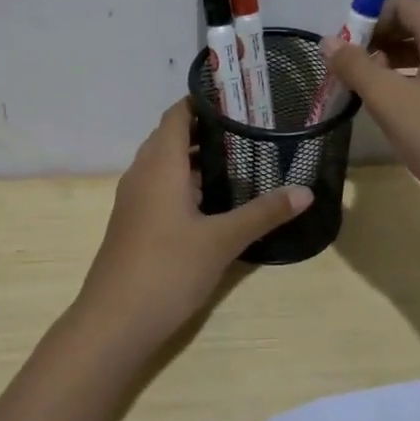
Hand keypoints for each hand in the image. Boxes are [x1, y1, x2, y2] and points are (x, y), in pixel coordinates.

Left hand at [76, 100, 311, 351]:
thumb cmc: (167, 269)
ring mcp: (134, 199)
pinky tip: (213, 199)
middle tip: (249, 128)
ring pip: (164, 164)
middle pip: (171, 136)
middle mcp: (142, 173)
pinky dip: (184, 181)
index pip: (177, 114)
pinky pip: (159, 186)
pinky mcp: (133, 222)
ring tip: (239, 158)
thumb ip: (263, 213)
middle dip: (206, 129)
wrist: (114, 321)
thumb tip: (305, 191)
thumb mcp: (222, 241)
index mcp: (160, 165)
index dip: (204, 101)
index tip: (239, 99)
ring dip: (194, 158)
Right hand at [325, 0, 419, 223]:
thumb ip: (356, 67)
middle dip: (381, 37)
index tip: (346, 49)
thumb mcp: (390, 102)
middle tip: (354, 68)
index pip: (405, 3)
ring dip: (396, 57)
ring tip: (371, 88)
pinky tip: (399, 105)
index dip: (370, 18)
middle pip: (419, 21)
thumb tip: (328, 42)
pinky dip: (415, 75)